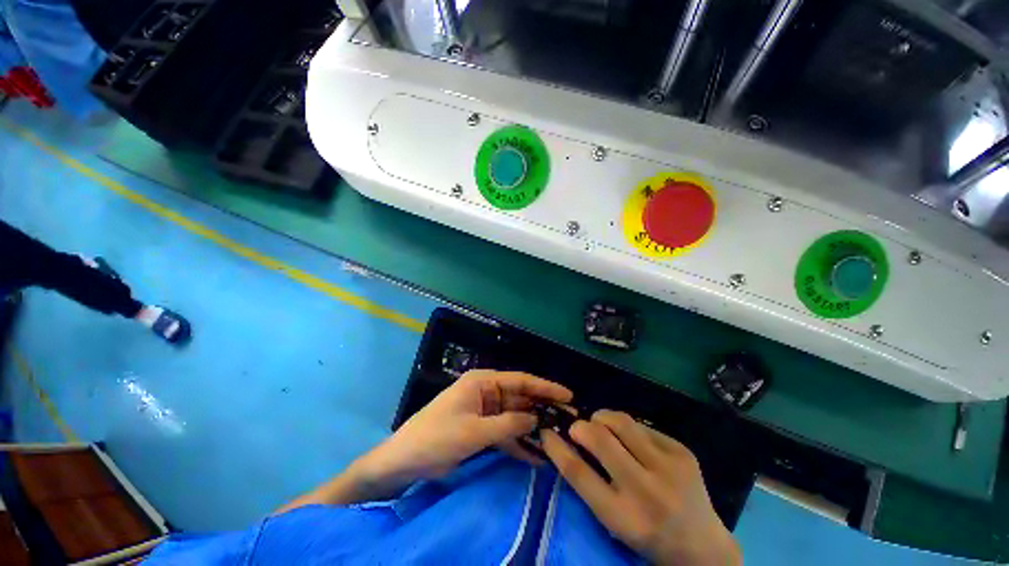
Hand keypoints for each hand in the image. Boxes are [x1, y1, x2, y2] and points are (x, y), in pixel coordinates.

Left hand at [355, 370, 572, 492]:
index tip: (568, 395)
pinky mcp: (481, 429)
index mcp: (483, 382)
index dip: (545, 387)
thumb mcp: (474, 431)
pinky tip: (537, 456)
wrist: (404, 461)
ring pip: (515, 417)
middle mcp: (486, 392)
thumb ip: (509, 424)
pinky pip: (505, 433)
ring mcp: (484, 412)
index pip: (520, 380)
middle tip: (569, 421)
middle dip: (542, 409)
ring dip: (533, 429)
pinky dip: (519, 443)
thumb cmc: (437, 437)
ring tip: (558, 439)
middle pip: (520, 399)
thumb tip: (537, 419)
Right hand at [542, 410, 739, 565]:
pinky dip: (628, 427)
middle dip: (580, 426)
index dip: (557, 448)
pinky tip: (631, 439)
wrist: (703, 547)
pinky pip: (642, 425)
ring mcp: (669, 468)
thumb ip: (590, 484)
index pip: (578, 473)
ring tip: (601, 425)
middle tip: (577, 428)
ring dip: (602, 418)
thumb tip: (566, 442)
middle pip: (599, 439)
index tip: (546, 432)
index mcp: (624, 517)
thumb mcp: (614, 522)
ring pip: (621, 421)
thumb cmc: (648, 537)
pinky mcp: (682, 452)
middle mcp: (646, 491)